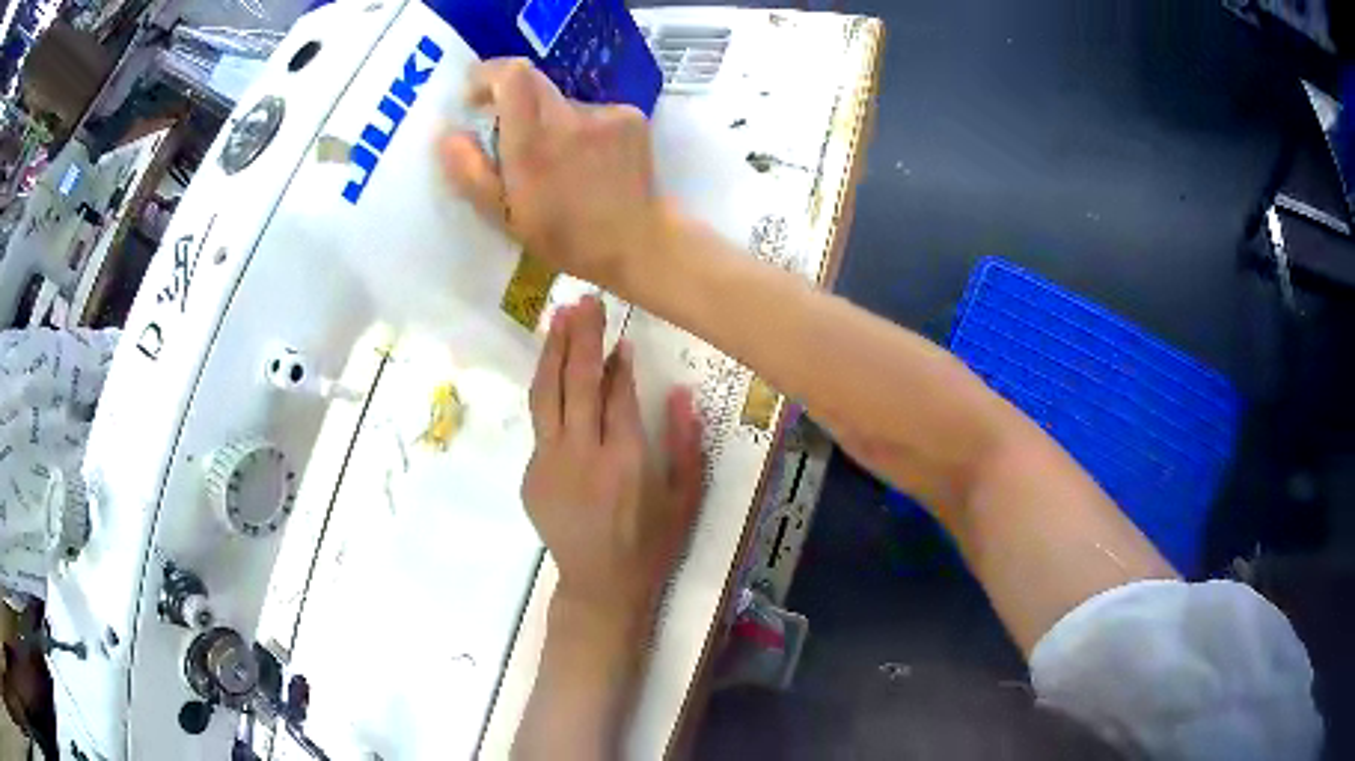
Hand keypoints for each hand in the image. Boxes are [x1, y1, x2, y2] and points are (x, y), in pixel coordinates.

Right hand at [439, 58, 668, 295]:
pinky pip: (591, 111)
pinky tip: (589, 162)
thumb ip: (470, 172)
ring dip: (549, 121)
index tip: (474, 96)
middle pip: (533, 81)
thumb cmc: (564, 237)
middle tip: (508, 131)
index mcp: (535, 141)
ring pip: (561, 101)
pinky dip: (580, 128)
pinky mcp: (631, 116)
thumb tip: (447, 134)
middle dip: (511, 98)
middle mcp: (571, 117)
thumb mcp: (504, 216)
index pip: (512, 75)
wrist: (637, 243)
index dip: (487, 75)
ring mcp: (606, 113)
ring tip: (557, 162)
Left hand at [522, 296, 704, 623]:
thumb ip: (685, 443)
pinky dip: (547, 393)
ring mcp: (548, 464)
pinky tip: (554, 374)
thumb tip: (680, 392)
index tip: (619, 332)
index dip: (617, 360)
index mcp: (625, 460)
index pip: (616, 393)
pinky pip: (539, 426)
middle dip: (580, 337)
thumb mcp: (686, 498)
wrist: (601, 585)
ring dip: (552, 353)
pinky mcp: (530, 475)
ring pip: (545, 396)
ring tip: (559, 319)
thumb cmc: (651, 544)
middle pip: (575, 382)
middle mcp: (582, 455)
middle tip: (583, 300)